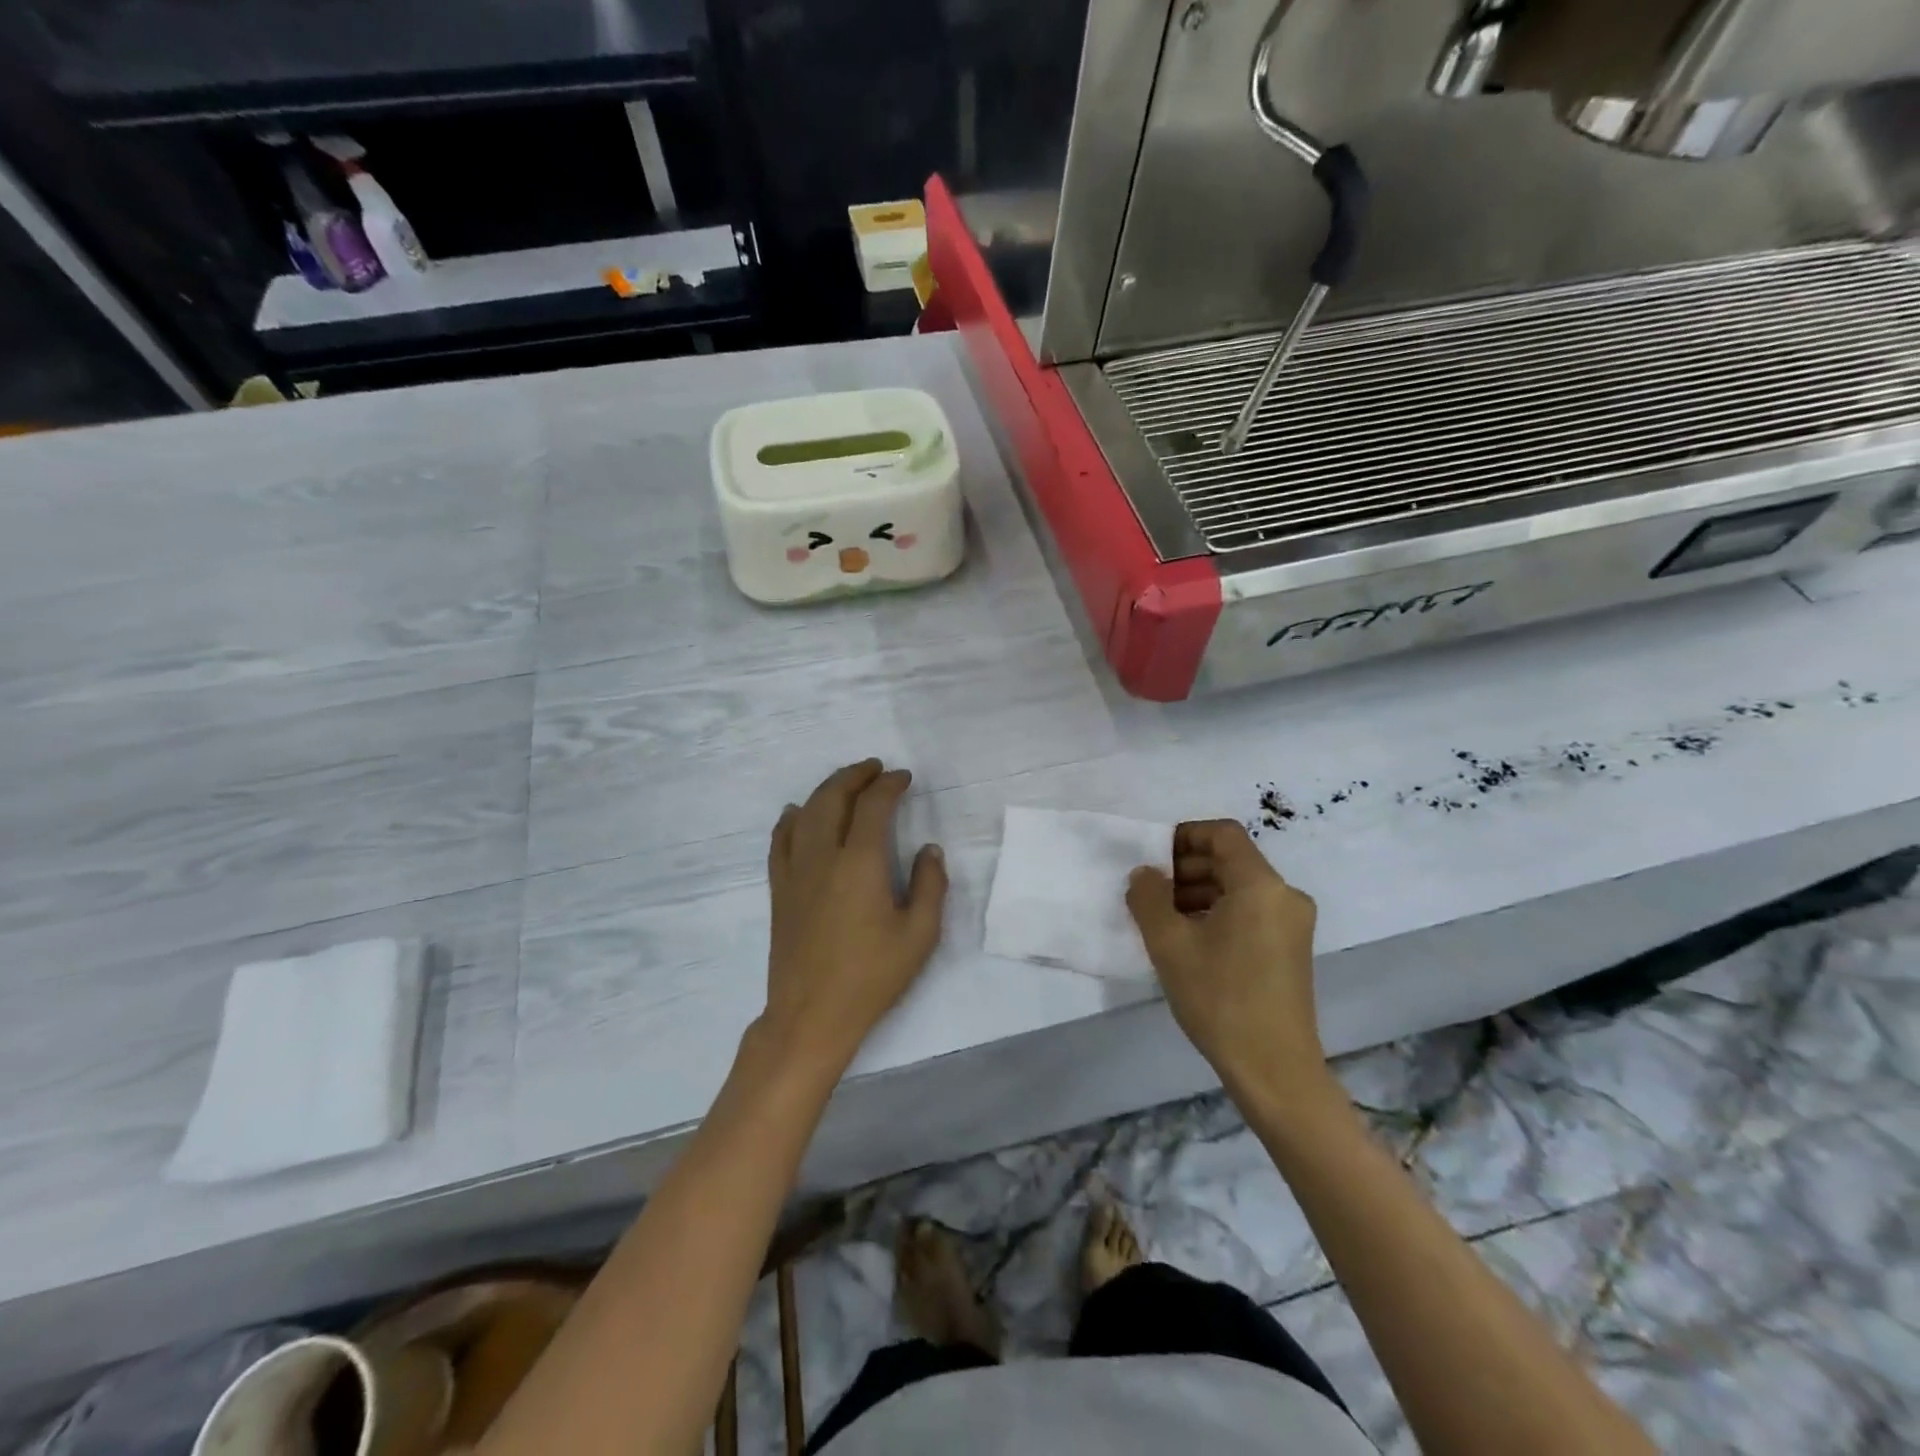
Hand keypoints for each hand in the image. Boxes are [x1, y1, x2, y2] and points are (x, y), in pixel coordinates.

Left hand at [761, 759, 947, 1072]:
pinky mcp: (780, 889)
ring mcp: (795, 871)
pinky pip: (780, 839)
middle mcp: (823, 856)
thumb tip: (929, 849)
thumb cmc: (871, 977)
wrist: (811, 1015)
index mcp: (860, 864)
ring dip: (826, 790)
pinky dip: (792, 818)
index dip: (889, 785)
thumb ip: (930, 885)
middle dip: (855, 776)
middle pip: (833, 797)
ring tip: (845, 784)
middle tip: (875, 769)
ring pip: (806, 812)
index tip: (904, 778)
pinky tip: (798, 813)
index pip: (873, 806)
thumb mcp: (919, 935)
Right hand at [1126, 820, 1332, 1103]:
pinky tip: (1189, 939)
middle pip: (1231, 860)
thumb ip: (1148, 897)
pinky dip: (1218, 912)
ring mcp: (1292, 923)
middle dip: (1187, 867)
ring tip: (1163, 918)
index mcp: (1261, 885)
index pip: (1223, 834)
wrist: (1274, 1070)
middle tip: (1150, 892)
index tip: (1153, 859)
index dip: (1184, 836)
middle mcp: (1285, 895)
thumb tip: (1144, 874)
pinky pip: (1250, 911)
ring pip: (1239, 887)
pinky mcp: (1291, 948)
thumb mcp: (1169, 944)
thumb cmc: (1220, 998)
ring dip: (1199, 891)